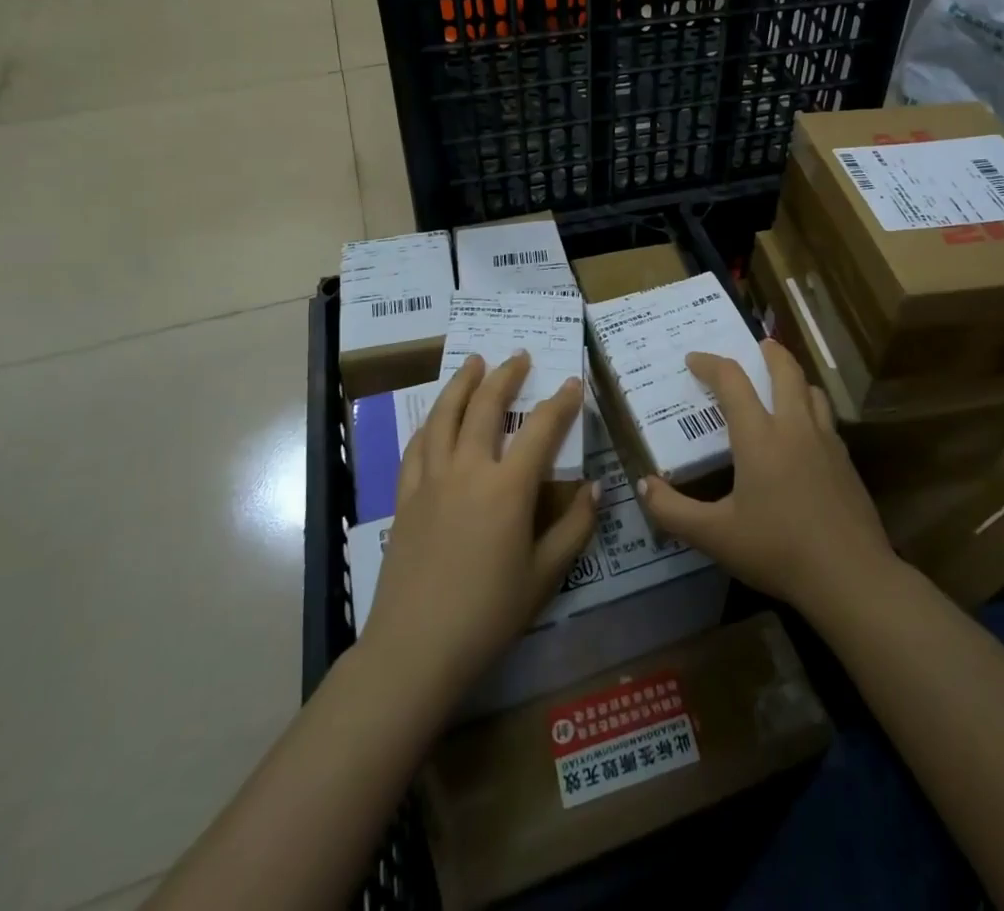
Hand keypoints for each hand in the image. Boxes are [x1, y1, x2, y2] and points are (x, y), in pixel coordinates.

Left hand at [359, 352, 599, 700]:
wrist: (415, 648)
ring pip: (445, 416)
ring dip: (462, 384)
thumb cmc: (489, 614)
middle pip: (487, 407)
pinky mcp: (406, 497)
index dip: (561, 402)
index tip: (573, 382)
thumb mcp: (545, 575)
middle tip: (519, 356)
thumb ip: (575, 527)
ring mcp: (431, 480)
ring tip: (473, 361)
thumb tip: (597, 487)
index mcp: (508, 487)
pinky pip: (417, 446)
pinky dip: (430, 422)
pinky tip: (435, 416)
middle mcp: (469, 470)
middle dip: (506, 376)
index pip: (542, 428)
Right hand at [637, 339, 898, 623]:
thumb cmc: (777, 550)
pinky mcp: (846, 461)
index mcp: (759, 436)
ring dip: (794, 377)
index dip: (710, 364)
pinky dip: (811, 407)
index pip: (732, 381)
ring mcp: (826, 442)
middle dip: (769, 352)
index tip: (693, 359)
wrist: (850, 576)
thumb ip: (673, 511)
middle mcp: (794, 427)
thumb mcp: (715, 536)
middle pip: (785, 370)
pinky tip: (805, 432)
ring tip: (781, 383)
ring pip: (812, 390)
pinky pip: (826, 418)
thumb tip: (644, 485)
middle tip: (756, 345)